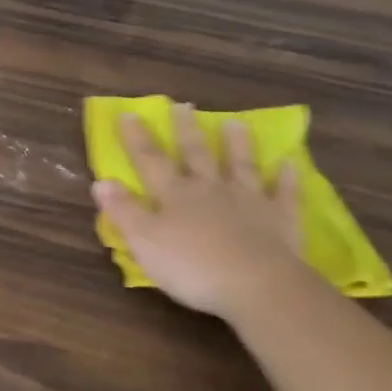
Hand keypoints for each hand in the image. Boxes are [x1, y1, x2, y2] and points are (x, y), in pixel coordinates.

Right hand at [91, 105, 307, 325]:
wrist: (257, 285)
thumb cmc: (193, 266)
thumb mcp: (145, 242)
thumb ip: (124, 211)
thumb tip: (102, 181)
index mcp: (174, 195)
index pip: (150, 161)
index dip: (138, 138)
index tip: (130, 113)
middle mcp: (210, 189)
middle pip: (196, 154)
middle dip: (187, 130)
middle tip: (184, 105)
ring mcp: (248, 200)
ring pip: (240, 165)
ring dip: (237, 144)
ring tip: (234, 123)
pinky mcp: (280, 219)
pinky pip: (285, 193)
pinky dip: (287, 178)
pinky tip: (290, 163)